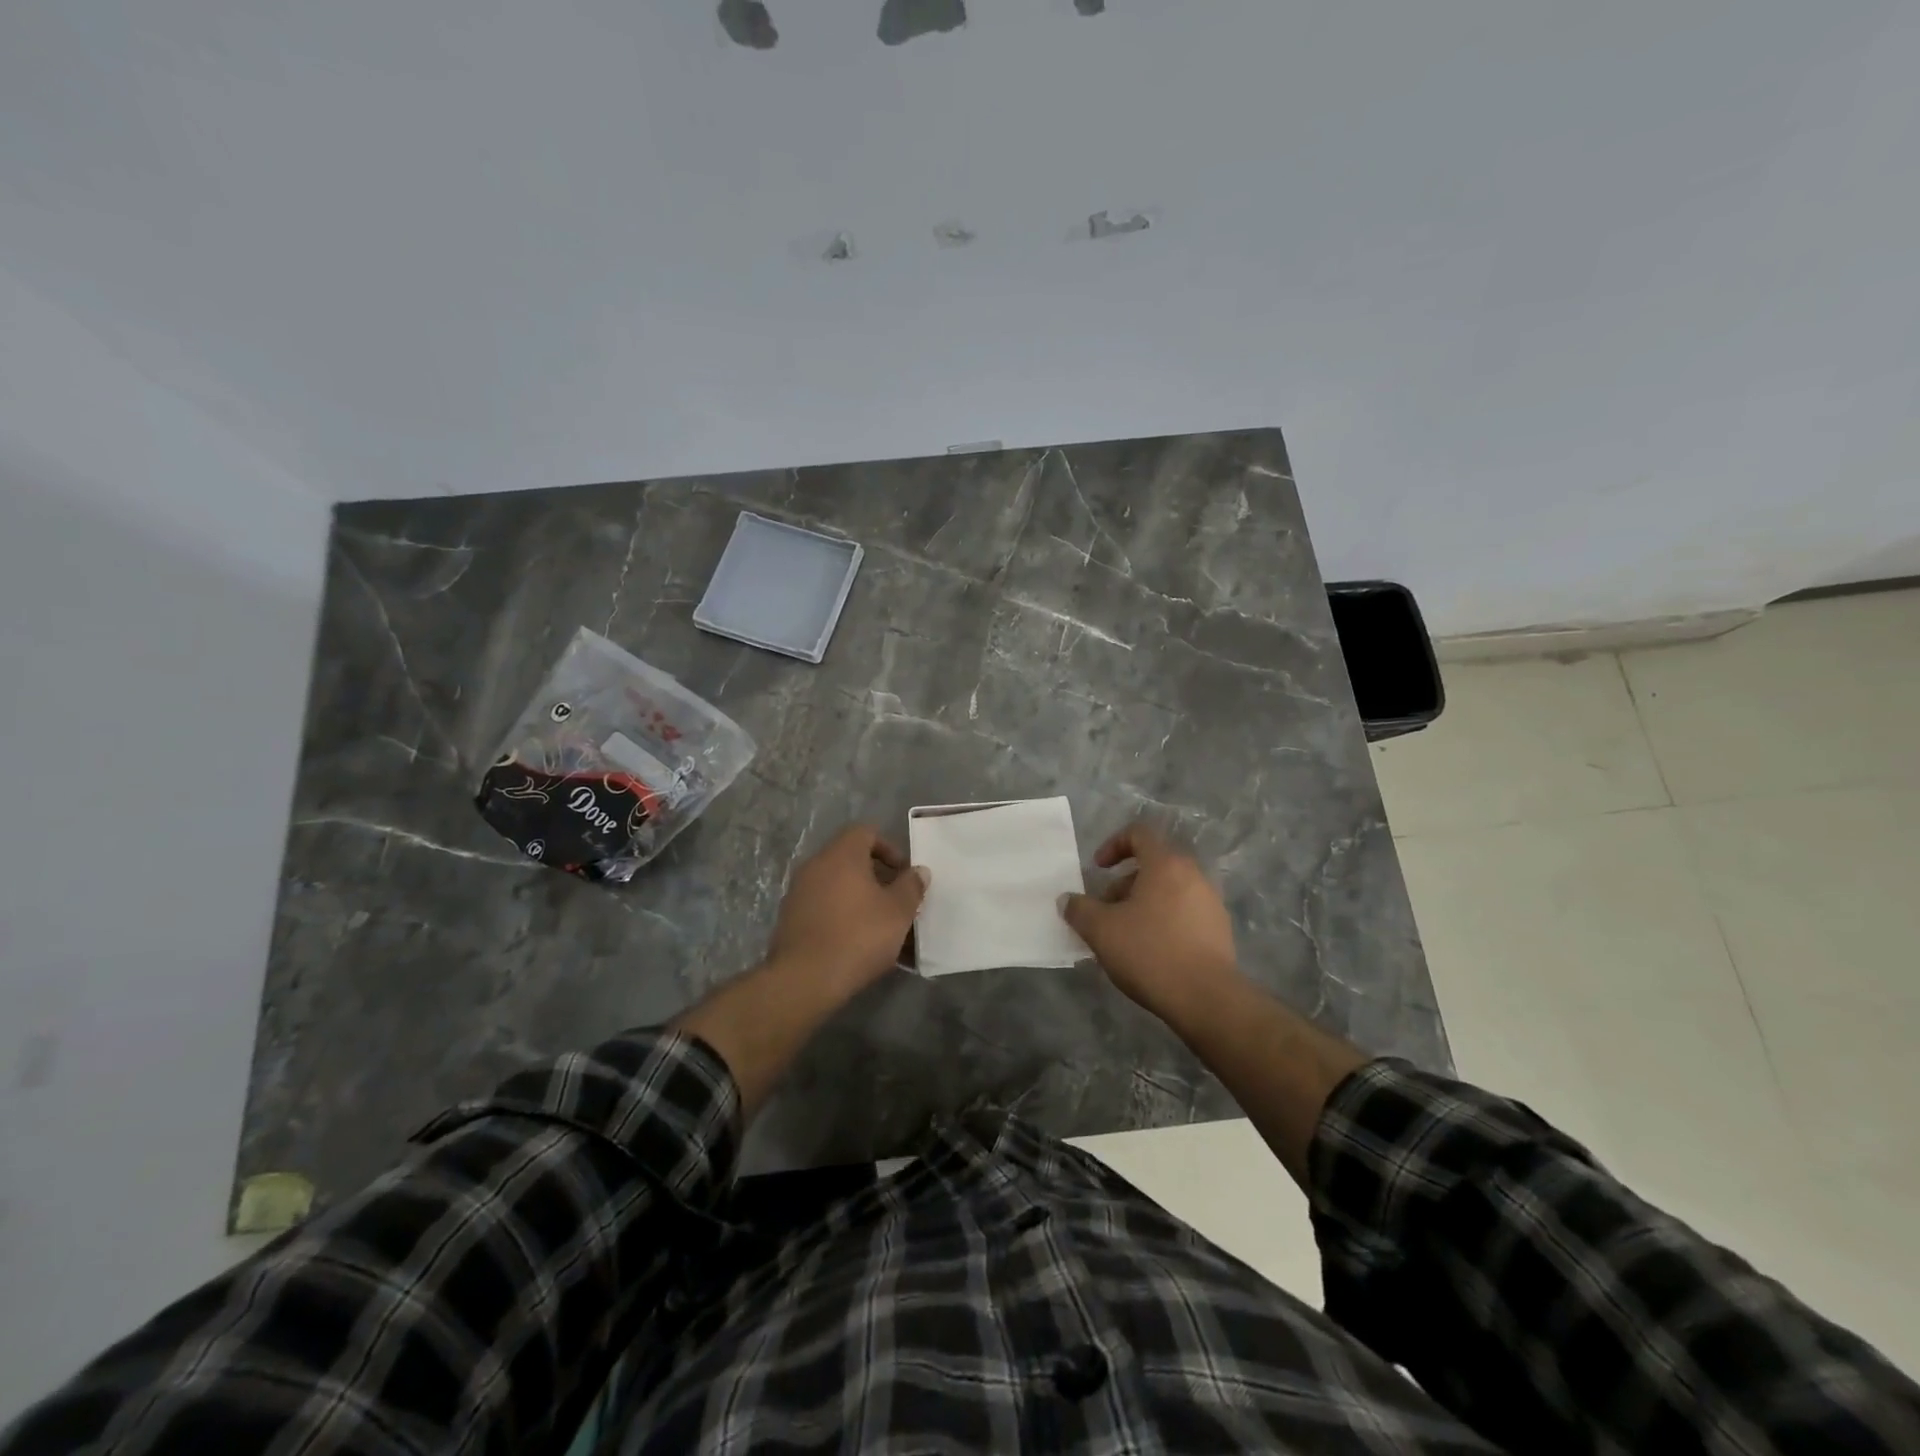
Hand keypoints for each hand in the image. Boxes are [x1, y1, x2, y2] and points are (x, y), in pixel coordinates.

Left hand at [768, 824, 928, 992]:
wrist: (804, 979)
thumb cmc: (858, 936)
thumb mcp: (898, 911)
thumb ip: (911, 886)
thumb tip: (918, 871)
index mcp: (841, 855)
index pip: (866, 832)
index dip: (889, 848)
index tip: (903, 874)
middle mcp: (816, 865)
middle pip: (851, 858)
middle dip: (878, 877)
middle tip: (897, 901)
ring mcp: (799, 892)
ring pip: (838, 885)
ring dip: (861, 898)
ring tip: (882, 927)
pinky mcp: (791, 918)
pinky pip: (824, 906)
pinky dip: (842, 915)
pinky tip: (858, 943)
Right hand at [1060, 823, 1240, 1019]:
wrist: (1207, 999)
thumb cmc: (1150, 952)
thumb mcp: (1101, 930)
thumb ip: (1079, 909)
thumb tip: (1067, 900)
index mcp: (1166, 864)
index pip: (1139, 834)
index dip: (1113, 845)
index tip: (1098, 869)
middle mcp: (1193, 875)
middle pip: (1153, 864)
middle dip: (1124, 883)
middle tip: (1106, 911)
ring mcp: (1211, 903)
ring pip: (1169, 890)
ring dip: (1143, 904)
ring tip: (1125, 936)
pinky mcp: (1220, 930)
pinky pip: (1184, 913)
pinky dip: (1164, 921)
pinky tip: (1151, 952)